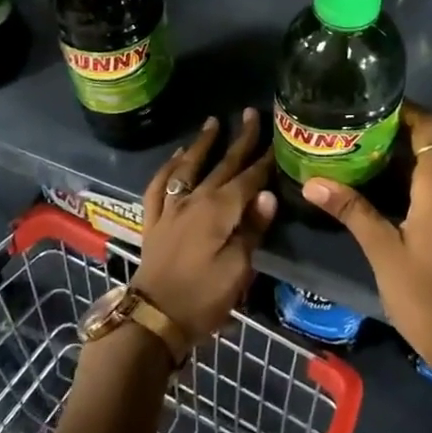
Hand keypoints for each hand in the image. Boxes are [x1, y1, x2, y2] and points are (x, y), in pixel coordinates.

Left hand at [130, 110, 276, 343]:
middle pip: (222, 165)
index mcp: (219, 211)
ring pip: (188, 167)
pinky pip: (159, 186)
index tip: (277, 138)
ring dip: (203, 144)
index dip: (264, 160)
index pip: (248, 178)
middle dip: (239, 140)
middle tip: (250, 114)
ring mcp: (171, 209)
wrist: (153, 318)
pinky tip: (176, 158)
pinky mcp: (154, 221)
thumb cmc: (203, 298)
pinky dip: (168, 168)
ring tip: (213, 123)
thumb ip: (252, 229)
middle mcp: (194, 200)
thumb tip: (268, 195)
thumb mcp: (237, 270)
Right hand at [301, 102, 431, 371]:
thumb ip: (351, 210)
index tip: (372, 105)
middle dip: (403, 130)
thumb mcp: (382, 249)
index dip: (407, 111)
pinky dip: (418, 176)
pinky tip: (386, 188)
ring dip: (410, 154)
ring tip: (366, 152)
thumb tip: (312, 181)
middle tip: (361, 128)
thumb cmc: (423, 292)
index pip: (431, 128)